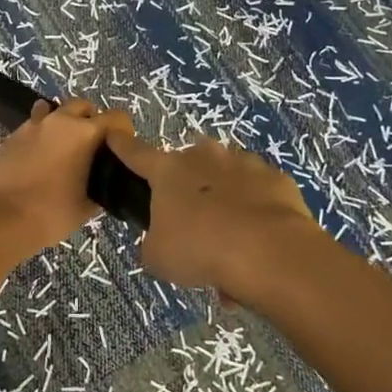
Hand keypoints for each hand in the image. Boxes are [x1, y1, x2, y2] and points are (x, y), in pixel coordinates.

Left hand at [0, 99, 132, 255]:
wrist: (2, 218)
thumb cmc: (52, 212)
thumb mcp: (86, 206)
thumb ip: (98, 187)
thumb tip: (98, 184)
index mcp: (84, 133)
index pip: (116, 117)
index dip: (124, 130)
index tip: (122, 147)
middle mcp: (59, 121)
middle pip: (82, 105)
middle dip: (91, 119)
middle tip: (92, 145)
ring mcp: (31, 126)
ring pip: (53, 111)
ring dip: (62, 123)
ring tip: (63, 147)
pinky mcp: (11, 136)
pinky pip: (32, 126)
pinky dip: (40, 135)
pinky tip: (38, 156)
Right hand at [103, 131, 329, 310]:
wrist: (270, 253)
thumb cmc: (201, 250)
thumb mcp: (159, 257)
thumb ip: (154, 242)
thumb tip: (162, 240)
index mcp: (167, 171)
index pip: (136, 153)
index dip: (122, 146)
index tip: (114, 135)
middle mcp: (203, 157)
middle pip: (188, 164)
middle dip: (188, 185)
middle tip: (192, 221)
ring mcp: (244, 163)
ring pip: (226, 176)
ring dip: (224, 197)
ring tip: (231, 237)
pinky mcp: (277, 179)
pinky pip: (260, 193)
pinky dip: (257, 210)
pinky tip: (260, 238)